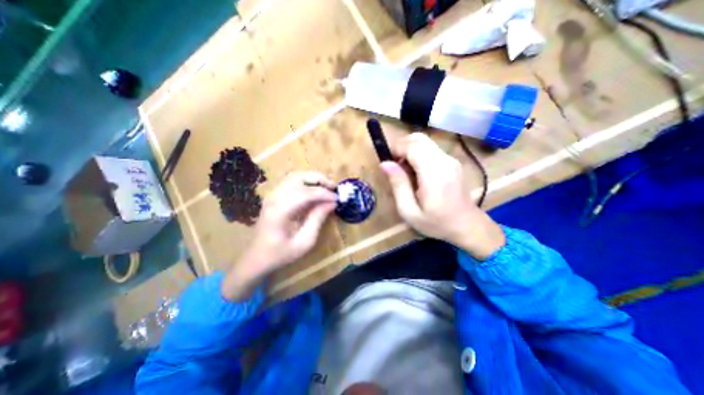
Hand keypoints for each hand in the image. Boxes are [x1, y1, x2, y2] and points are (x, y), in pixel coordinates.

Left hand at [224, 172, 336, 298]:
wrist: (257, 257)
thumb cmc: (281, 254)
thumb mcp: (304, 242)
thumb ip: (318, 219)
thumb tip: (332, 203)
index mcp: (280, 210)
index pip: (306, 193)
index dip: (324, 193)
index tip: (337, 199)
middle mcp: (274, 197)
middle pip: (299, 177)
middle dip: (319, 179)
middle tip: (333, 187)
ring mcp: (272, 194)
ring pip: (295, 176)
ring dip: (313, 179)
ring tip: (326, 187)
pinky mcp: (273, 196)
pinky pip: (291, 181)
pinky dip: (306, 182)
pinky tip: (314, 190)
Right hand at [379, 133, 506, 259]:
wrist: (467, 226)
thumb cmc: (436, 223)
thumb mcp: (409, 211)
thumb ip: (398, 185)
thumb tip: (385, 164)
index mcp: (434, 174)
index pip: (413, 146)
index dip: (396, 149)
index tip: (389, 163)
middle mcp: (444, 160)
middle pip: (418, 138)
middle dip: (401, 147)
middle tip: (395, 166)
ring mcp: (450, 159)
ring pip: (424, 141)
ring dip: (409, 150)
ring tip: (405, 171)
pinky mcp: (452, 161)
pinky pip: (430, 149)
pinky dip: (418, 154)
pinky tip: (416, 173)